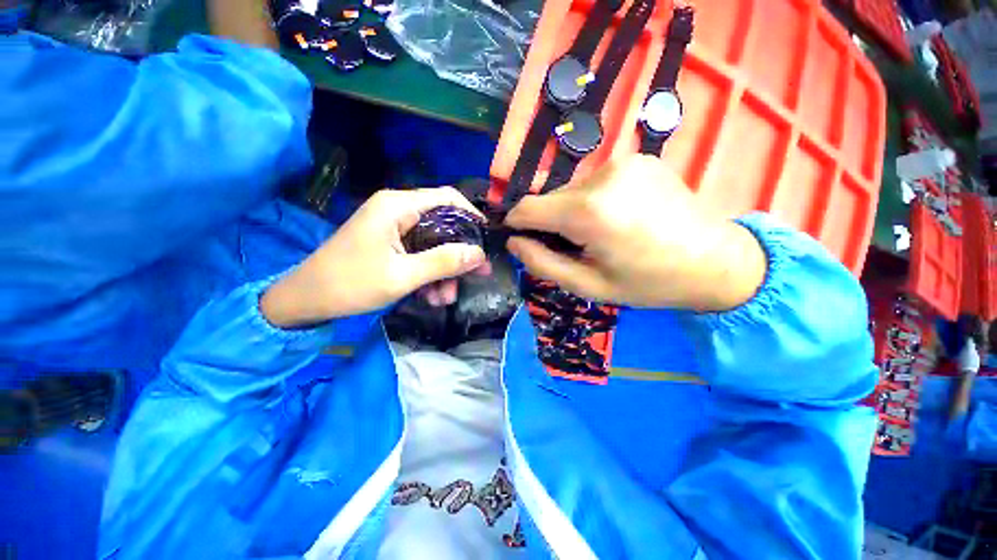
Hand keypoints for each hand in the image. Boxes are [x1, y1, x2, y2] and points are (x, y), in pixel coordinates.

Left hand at [261, 188, 490, 327]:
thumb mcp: (402, 275)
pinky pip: (420, 254)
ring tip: (445, 298)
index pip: (448, 198)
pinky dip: (429, 274)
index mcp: (398, 206)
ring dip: (444, 270)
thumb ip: (443, 262)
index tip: (486, 240)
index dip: (472, 216)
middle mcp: (398, 210)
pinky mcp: (391, 243)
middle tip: (477, 275)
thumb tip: (479, 254)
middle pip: (443, 224)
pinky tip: (431, 296)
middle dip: (459, 253)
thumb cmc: (351, 283)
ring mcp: (394, 228)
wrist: (306, 300)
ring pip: (434, 243)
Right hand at [506, 155, 765, 311]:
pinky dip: (594, 200)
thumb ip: (542, 263)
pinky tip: (618, 217)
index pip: (527, 208)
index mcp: (589, 212)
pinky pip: (595, 182)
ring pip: (572, 190)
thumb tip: (514, 242)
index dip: (517, 223)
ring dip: (573, 212)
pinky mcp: (638, 159)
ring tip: (600, 234)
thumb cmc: (648, 282)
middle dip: (551, 222)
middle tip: (575, 246)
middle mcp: (601, 176)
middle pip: (551, 198)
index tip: (520, 239)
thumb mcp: (588, 285)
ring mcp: (622, 162)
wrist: (715, 260)